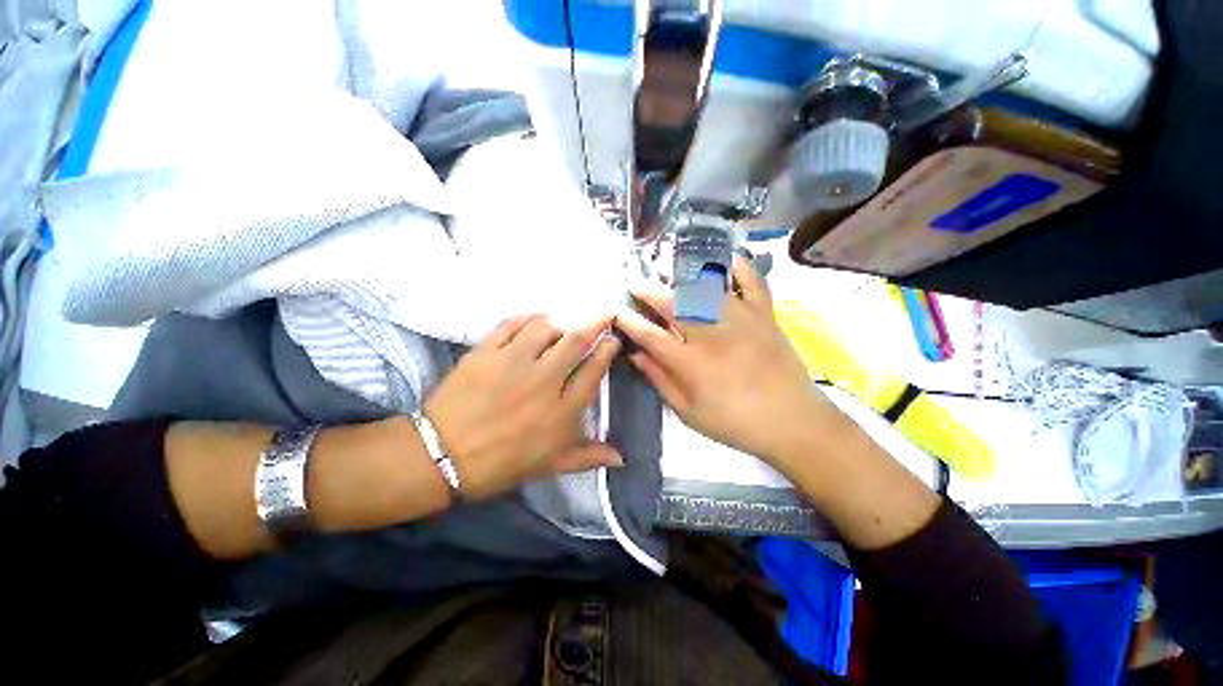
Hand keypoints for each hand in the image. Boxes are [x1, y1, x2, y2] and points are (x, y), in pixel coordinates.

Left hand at [424, 315, 622, 499]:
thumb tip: (622, 459)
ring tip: (562, 328)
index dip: (608, 350)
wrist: (442, 457)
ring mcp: (513, 363)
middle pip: (576, 341)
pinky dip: (529, 317)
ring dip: (560, 323)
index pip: (594, 371)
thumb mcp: (551, 465)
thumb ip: (588, 457)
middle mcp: (543, 381)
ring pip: (546, 328)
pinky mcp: (486, 352)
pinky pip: (512, 324)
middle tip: (604, 315)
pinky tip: (535, 319)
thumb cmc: (502, 464)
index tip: (613, 340)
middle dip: (596, 324)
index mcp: (562, 411)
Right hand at [615, 258, 830, 462]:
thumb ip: (660, 380)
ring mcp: (741, 320)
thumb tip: (635, 356)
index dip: (630, 322)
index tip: (617, 312)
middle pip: (673, 304)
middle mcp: (712, 334)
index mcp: (691, 363)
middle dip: (649, 292)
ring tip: (668, 276)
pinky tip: (727, 261)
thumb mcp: (689, 412)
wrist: (794, 423)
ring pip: (705, 289)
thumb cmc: (735, 423)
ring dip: (682, 279)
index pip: (651, 335)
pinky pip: (753, 283)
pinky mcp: (765, 315)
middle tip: (636, 285)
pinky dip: (740, 268)